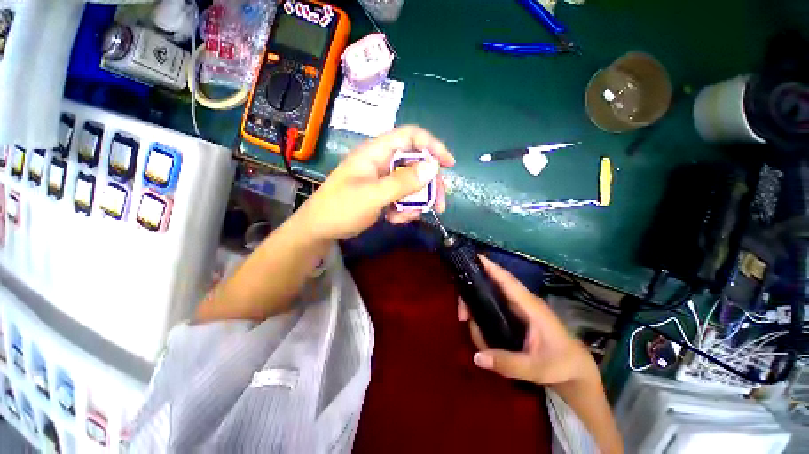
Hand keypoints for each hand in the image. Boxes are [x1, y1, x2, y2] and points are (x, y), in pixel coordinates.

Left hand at [294, 126, 454, 241]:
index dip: (432, 145)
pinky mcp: (382, 193)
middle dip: (428, 185)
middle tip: (439, 204)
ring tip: (405, 218)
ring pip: (411, 184)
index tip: (448, 165)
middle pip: (415, 164)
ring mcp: (382, 178)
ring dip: (415, 202)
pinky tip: (395, 220)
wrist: (319, 230)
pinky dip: (404, 209)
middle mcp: (381, 162)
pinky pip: (402, 197)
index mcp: (376, 152)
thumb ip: (402, 182)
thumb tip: (433, 167)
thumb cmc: (341, 209)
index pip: (410, 136)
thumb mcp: (373, 196)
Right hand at [458, 256, 597, 385]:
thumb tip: (477, 357)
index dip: (492, 267)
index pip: (508, 281)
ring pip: (490, 299)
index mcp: (530, 307)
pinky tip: (480, 332)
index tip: (474, 257)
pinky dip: (482, 317)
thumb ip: (507, 363)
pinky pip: (493, 309)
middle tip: (462, 315)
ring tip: (472, 330)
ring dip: (476, 310)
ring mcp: (518, 309)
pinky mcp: (515, 316)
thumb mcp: (536, 368)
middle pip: (492, 288)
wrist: (575, 370)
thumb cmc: (561, 364)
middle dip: (473, 297)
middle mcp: (522, 303)